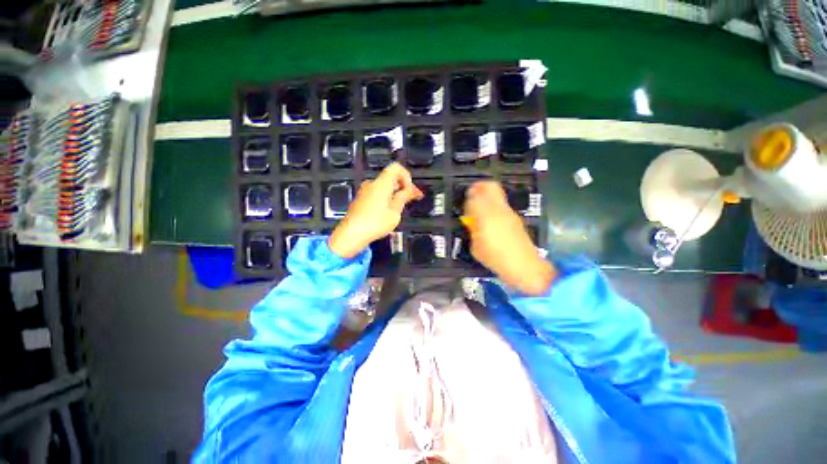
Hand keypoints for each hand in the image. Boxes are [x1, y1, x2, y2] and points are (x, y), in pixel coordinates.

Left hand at [329, 163, 422, 258]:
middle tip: (413, 198)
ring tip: (402, 206)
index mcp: (382, 183)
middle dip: (403, 186)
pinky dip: (386, 199)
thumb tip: (409, 190)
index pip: (396, 168)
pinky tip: (389, 211)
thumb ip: (403, 198)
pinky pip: (377, 194)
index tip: (410, 190)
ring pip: (384, 187)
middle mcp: (372, 184)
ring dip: (395, 193)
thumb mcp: (395, 212)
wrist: (351, 234)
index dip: (407, 176)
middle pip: (391, 178)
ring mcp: (365, 192)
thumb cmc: (375, 223)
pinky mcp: (361, 200)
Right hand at [463, 181, 555, 294]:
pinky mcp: (516, 218)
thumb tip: (472, 223)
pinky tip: (492, 220)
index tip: (465, 204)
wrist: (524, 266)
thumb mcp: (475, 247)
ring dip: (488, 197)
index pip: (474, 196)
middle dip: (479, 187)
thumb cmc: (495, 259)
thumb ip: (473, 231)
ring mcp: (509, 212)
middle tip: (472, 195)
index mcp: (485, 216)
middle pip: (490, 186)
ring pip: (498, 194)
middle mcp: (498, 209)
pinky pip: (502, 205)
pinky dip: (495, 206)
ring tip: (481, 210)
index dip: (468, 197)